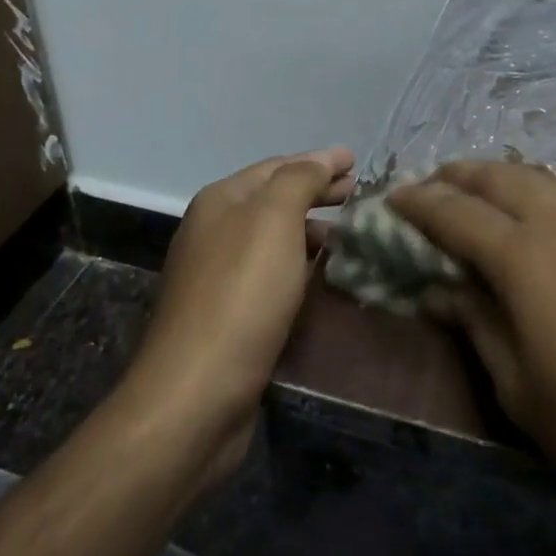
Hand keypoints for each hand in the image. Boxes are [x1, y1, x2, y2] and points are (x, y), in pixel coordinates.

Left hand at [122, 147, 354, 487]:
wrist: (196, 396)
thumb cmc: (241, 295)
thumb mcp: (275, 221)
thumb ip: (300, 181)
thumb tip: (322, 159)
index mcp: (221, 202)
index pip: (277, 167)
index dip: (318, 161)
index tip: (357, 162)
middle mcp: (214, 232)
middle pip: (275, 200)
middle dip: (317, 193)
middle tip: (359, 195)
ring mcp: (218, 276)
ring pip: (275, 239)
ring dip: (312, 231)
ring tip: (350, 238)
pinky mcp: (228, 316)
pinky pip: (273, 275)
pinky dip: (300, 266)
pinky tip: (323, 277)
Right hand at [390, 161, 555, 523]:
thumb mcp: (520, 389)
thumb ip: (475, 326)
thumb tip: (439, 290)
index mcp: (524, 256)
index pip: (455, 213)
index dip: (418, 204)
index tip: (389, 199)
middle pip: (498, 176)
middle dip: (457, 175)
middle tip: (426, 187)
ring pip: (536, 177)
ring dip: (497, 175)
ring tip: (472, 191)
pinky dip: (532, 189)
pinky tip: (529, 215)